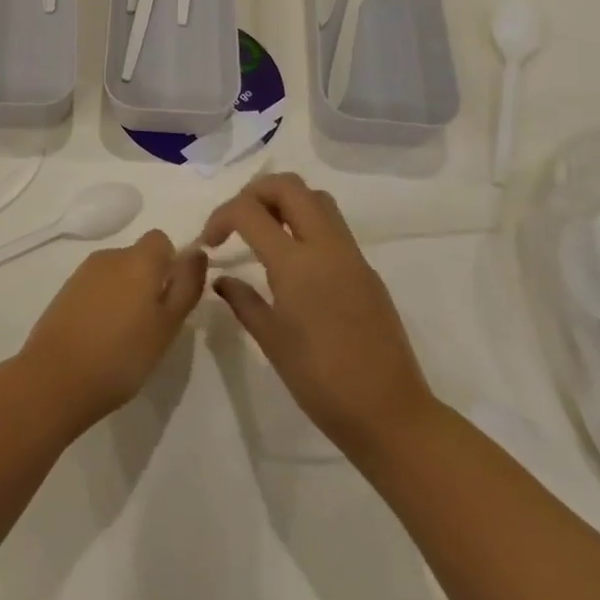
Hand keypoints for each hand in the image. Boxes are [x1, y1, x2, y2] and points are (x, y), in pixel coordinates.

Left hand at [19, 230, 206, 428]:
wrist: (56, 378)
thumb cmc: (123, 355)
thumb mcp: (168, 325)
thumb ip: (186, 285)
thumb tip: (197, 251)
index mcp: (138, 259)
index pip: (161, 240)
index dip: (171, 264)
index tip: (171, 299)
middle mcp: (109, 256)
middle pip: (138, 257)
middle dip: (149, 282)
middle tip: (153, 325)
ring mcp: (83, 273)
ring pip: (117, 273)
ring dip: (126, 294)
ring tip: (126, 337)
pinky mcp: (65, 292)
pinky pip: (96, 288)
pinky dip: (104, 305)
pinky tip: (102, 338)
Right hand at [198, 173, 437, 459]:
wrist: (389, 413)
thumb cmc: (320, 381)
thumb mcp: (271, 340)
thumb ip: (243, 301)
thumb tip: (222, 279)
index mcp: (296, 263)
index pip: (249, 210)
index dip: (221, 216)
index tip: (210, 242)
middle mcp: (326, 246)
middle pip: (288, 186)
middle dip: (254, 193)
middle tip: (237, 222)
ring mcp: (351, 255)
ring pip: (316, 198)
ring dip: (285, 201)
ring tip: (264, 232)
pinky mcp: (366, 269)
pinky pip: (333, 225)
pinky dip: (306, 223)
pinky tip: (293, 261)